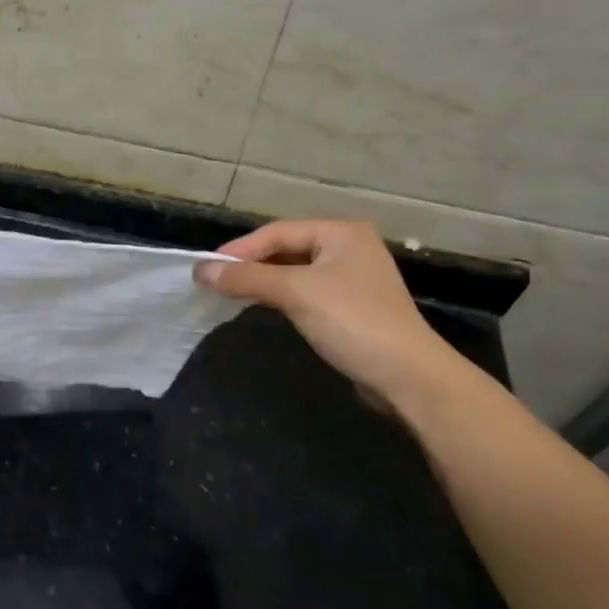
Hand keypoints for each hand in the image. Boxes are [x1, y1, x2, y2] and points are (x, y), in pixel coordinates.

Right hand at [198, 220, 459, 407]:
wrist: (407, 376)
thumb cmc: (352, 321)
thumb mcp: (296, 293)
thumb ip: (248, 278)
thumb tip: (201, 271)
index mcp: (341, 232)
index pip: (278, 232)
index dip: (240, 249)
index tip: (206, 268)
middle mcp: (349, 247)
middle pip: (286, 248)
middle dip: (251, 264)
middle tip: (215, 280)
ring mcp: (352, 278)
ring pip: (295, 271)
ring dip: (264, 281)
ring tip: (230, 293)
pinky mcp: (352, 306)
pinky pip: (306, 292)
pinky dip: (281, 296)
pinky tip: (262, 306)